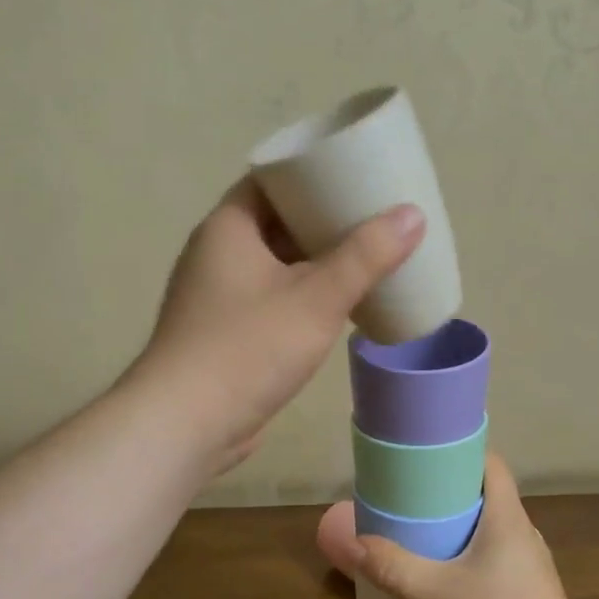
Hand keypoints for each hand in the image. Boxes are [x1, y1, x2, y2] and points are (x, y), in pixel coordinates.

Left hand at [136, 179, 423, 475]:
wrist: (186, 425)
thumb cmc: (248, 348)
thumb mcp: (317, 298)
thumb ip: (366, 256)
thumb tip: (412, 214)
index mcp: (228, 227)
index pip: (270, 180)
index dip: (311, 173)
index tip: (354, 174)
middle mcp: (216, 253)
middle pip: (275, 221)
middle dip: (322, 219)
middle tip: (372, 217)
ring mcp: (217, 296)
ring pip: (274, 263)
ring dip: (314, 260)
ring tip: (365, 257)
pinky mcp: (224, 332)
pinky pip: (270, 297)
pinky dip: (301, 294)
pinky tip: (336, 305)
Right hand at [316, 454, 589, 598]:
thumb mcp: (433, 593)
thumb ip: (392, 567)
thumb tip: (354, 542)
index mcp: (508, 518)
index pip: (492, 466)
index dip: (463, 453)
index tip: (429, 456)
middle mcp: (524, 536)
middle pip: (489, 500)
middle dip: (452, 498)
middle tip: (414, 502)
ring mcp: (531, 571)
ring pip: (492, 537)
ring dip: (462, 536)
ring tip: (425, 542)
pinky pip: (497, 569)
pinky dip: (472, 567)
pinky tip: (447, 588)